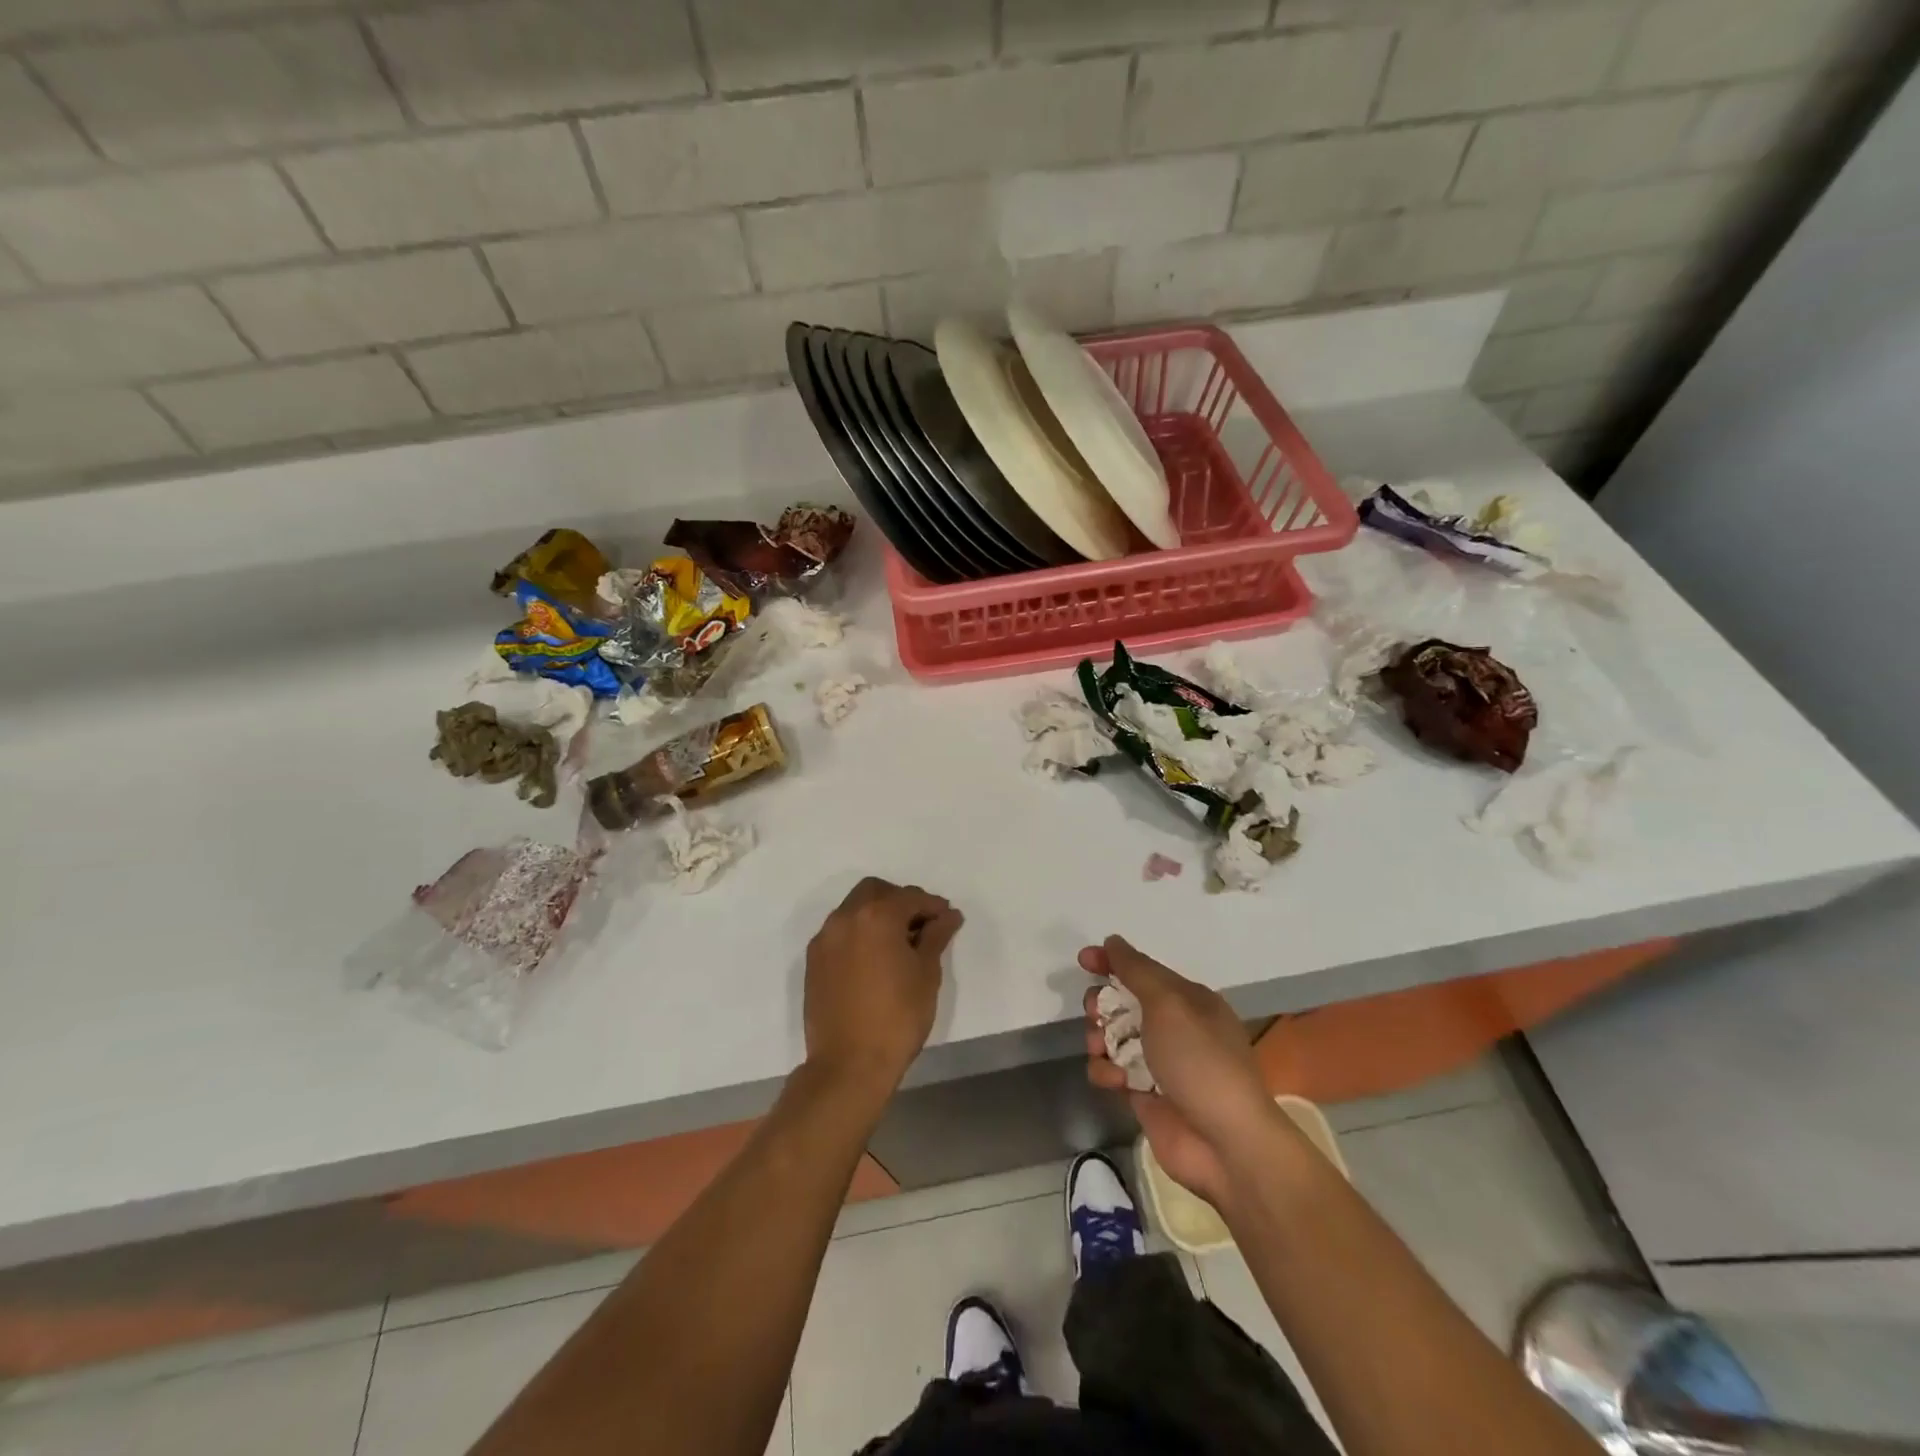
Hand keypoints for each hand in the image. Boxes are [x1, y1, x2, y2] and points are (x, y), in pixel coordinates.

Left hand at [804, 877, 962, 1096]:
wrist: (849, 1064)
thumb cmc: (898, 1017)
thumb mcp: (926, 974)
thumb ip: (936, 937)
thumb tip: (948, 916)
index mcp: (876, 916)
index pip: (910, 897)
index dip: (933, 906)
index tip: (948, 920)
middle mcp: (845, 918)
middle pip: (876, 892)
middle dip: (900, 901)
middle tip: (921, 925)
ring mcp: (825, 939)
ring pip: (854, 909)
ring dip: (877, 915)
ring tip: (899, 944)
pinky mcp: (814, 961)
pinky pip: (840, 932)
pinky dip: (859, 933)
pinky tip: (875, 959)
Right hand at [1080, 937, 1274, 1204]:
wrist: (1226, 1144)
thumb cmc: (1201, 1061)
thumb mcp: (1170, 1004)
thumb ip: (1137, 970)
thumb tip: (1114, 942)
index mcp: (1189, 1000)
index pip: (1143, 970)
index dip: (1112, 962)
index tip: (1083, 960)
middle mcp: (1174, 1028)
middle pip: (1124, 1003)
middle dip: (1102, 1004)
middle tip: (1095, 1013)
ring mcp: (1159, 1062)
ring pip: (1113, 1037)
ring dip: (1100, 1038)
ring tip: (1101, 1049)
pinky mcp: (1145, 1094)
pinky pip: (1112, 1071)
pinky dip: (1106, 1071)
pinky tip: (1114, 1081)